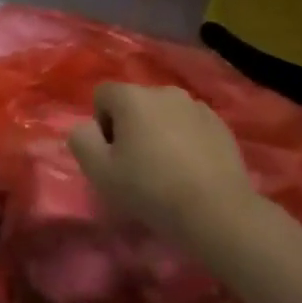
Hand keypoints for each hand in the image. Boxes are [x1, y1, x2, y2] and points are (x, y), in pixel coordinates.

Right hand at [67, 83, 256, 246]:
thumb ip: (81, 140)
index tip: (113, 156)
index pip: (102, 95)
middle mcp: (164, 91)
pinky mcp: (220, 124)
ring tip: (168, 170)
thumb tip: (87, 127)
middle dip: (131, 128)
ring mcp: (196, 105)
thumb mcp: (99, 171)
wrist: (218, 212)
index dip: (102, 125)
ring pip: (164, 114)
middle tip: (138, 166)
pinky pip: (191, 125)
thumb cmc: (151, 189)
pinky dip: (186, 141)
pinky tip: (192, 171)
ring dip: (160, 132)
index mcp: (132, 96)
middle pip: (135, 103)